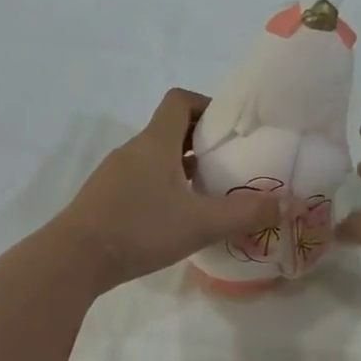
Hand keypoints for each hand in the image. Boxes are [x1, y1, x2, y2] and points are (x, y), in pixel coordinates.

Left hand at [51, 89, 281, 290]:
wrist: (74, 259)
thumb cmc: (139, 229)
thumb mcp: (200, 223)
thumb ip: (245, 213)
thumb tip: (286, 202)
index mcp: (154, 142)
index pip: (179, 100)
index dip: (206, 105)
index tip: (229, 130)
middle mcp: (132, 151)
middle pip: (169, 131)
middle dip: (201, 144)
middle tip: (229, 167)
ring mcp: (113, 175)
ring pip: (154, 159)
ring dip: (181, 170)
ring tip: (207, 196)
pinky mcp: (103, 199)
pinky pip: (139, 182)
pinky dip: (161, 190)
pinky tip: (174, 220)